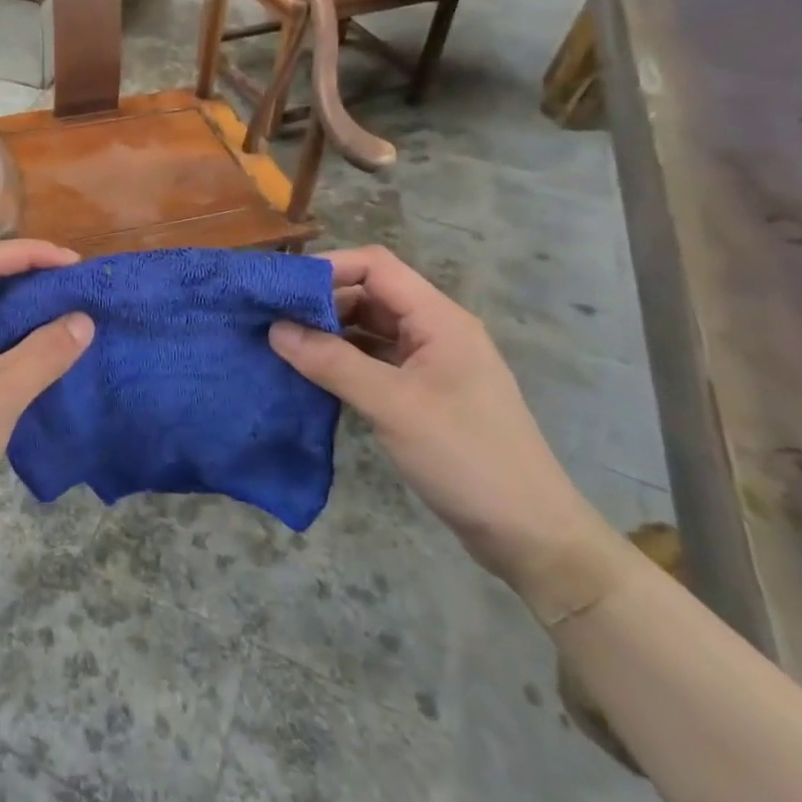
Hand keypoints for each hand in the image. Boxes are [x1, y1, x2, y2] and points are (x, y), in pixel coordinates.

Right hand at [269, 247, 614, 607]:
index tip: (280, 288)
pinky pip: (375, 362)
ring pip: (370, 330)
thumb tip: (274, 329)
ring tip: (282, 345)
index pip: (376, 266)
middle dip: (321, 302)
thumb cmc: (465, 457)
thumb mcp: (392, 405)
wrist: (529, 535)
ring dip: (329, 333)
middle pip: (370, 294)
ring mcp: (431, 364)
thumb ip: (332, 362)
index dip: (328, 268)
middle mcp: (435, 331)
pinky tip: (312, 376)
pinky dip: (342, 362)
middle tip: (271, 319)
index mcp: (439, 319)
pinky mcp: (423, 395)